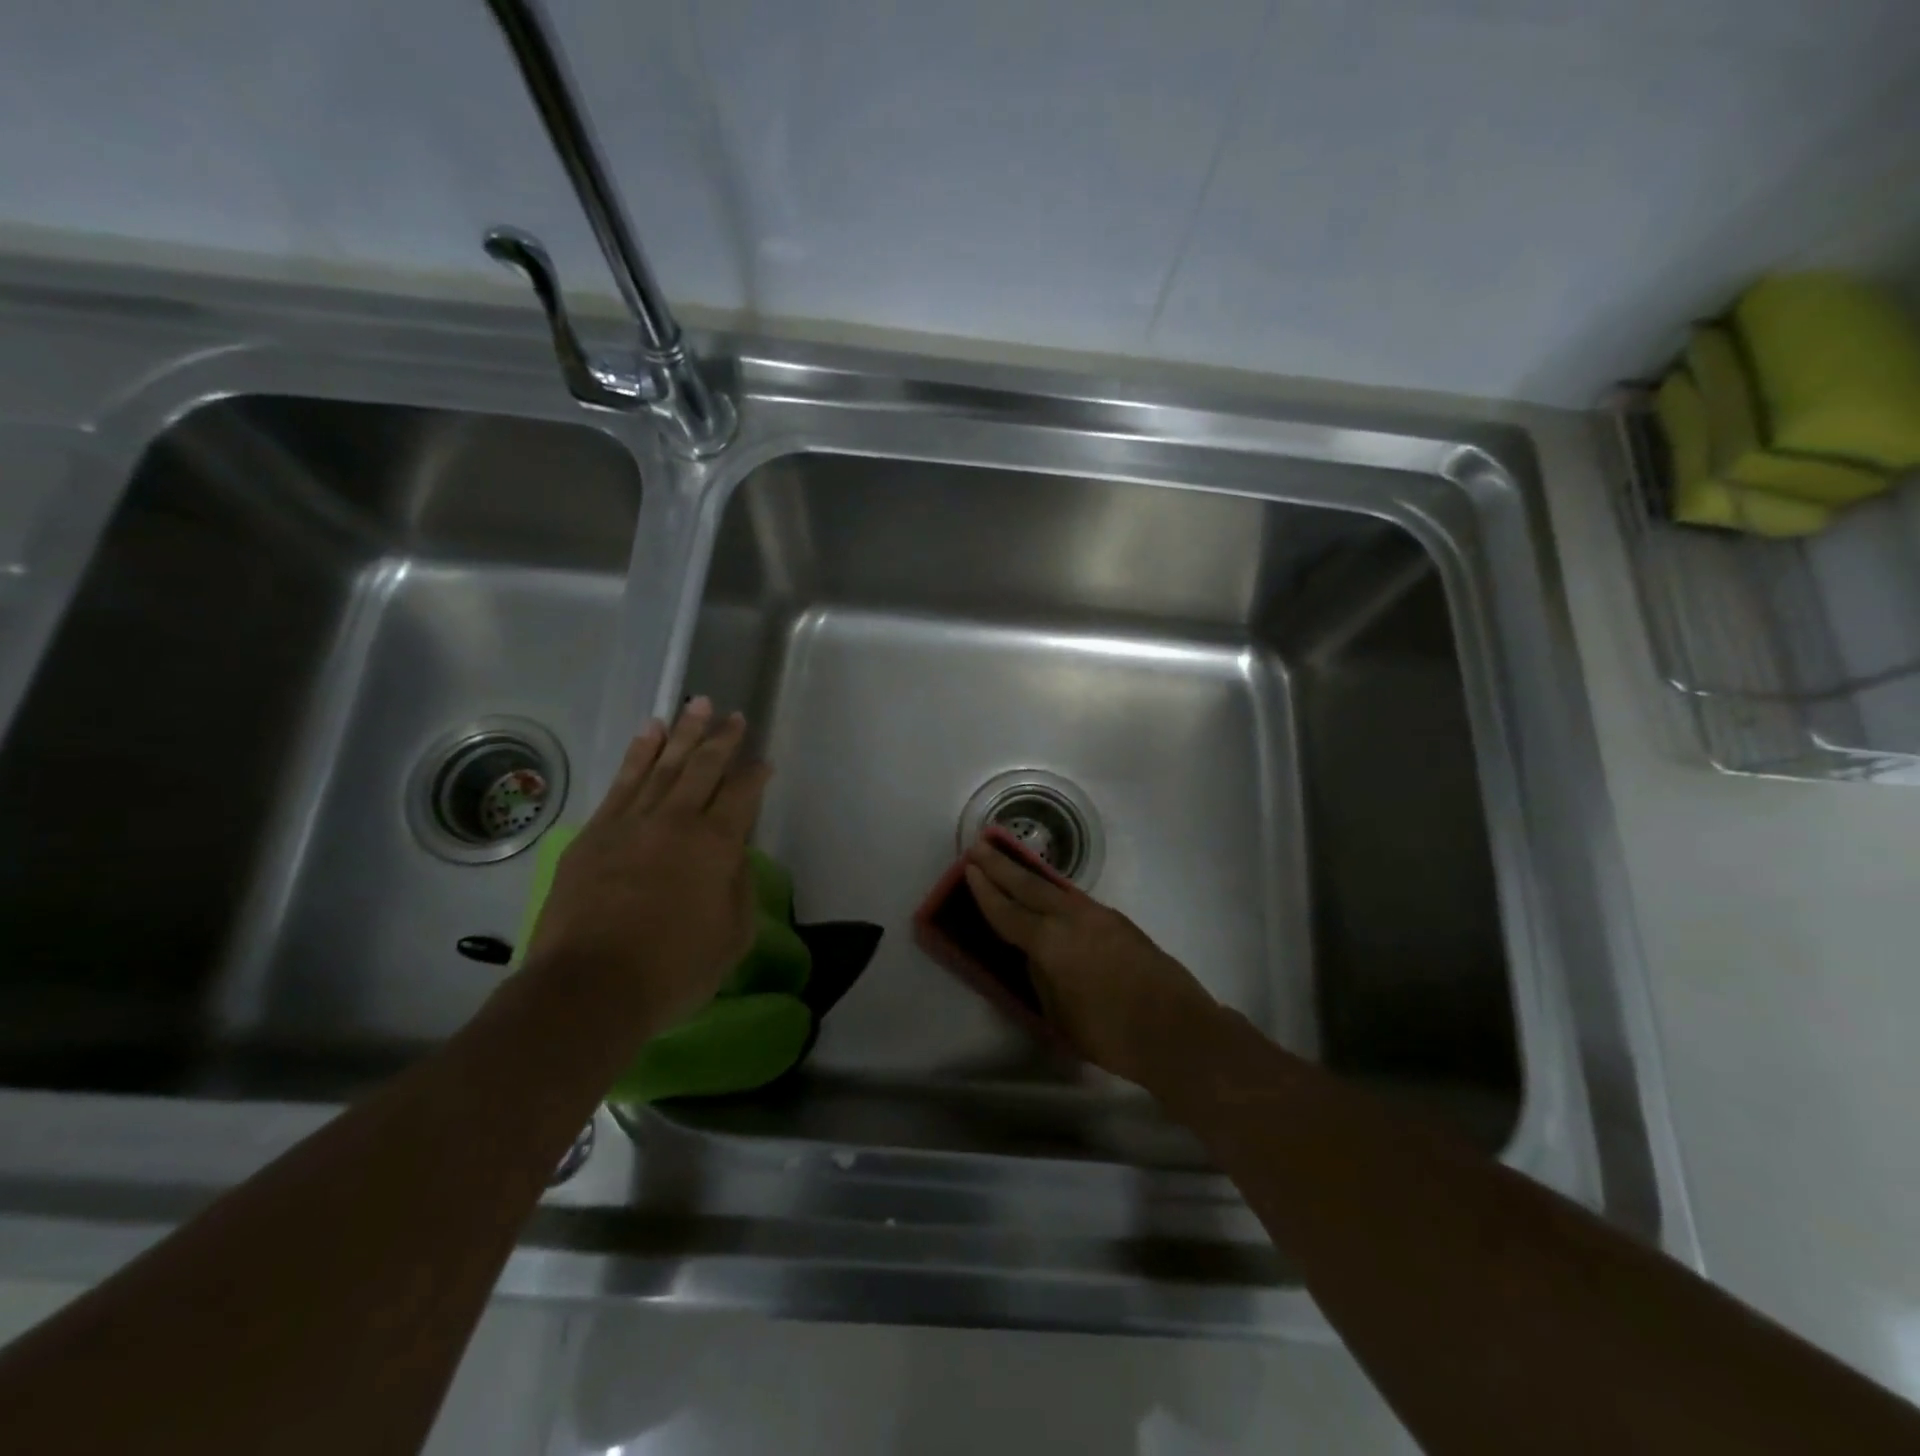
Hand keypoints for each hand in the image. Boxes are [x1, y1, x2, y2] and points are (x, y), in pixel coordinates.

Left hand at [524, 698, 771, 1033]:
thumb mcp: (732, 937)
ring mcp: (632, 822)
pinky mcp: (595, 833)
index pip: (743, 794)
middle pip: (704, 767)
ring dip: (683, 732)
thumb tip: (733, 858)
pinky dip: (639, 753)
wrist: (589, 987)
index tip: (763, 761)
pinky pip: (623, 781)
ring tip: (697, 705)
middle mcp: (677, 821)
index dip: (756, 774)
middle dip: (722, 739)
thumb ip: (739, 889)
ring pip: (663, 764)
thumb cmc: (673, 969)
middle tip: (733, 714)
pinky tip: (649, 732)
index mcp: (717, 844)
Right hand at [963, 837, 1220, 1088]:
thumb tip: (1037, 957)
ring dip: (1028, 872)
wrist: (1178, 1031)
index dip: (985, 892)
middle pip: (1030, 885)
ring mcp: (1100, 916)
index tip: (968, 869)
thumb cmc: (1112, 1034)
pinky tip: (1048, 893)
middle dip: (1001, 866)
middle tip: (979, 845)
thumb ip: (1042, 979)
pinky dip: (1053, 891)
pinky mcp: (1119, 921)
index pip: (1008, 912)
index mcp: (1052, 943)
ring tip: (1008, 859)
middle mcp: (1073, 919)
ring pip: (1055, 887)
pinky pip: (1075, 899)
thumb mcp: (1061, 1016)